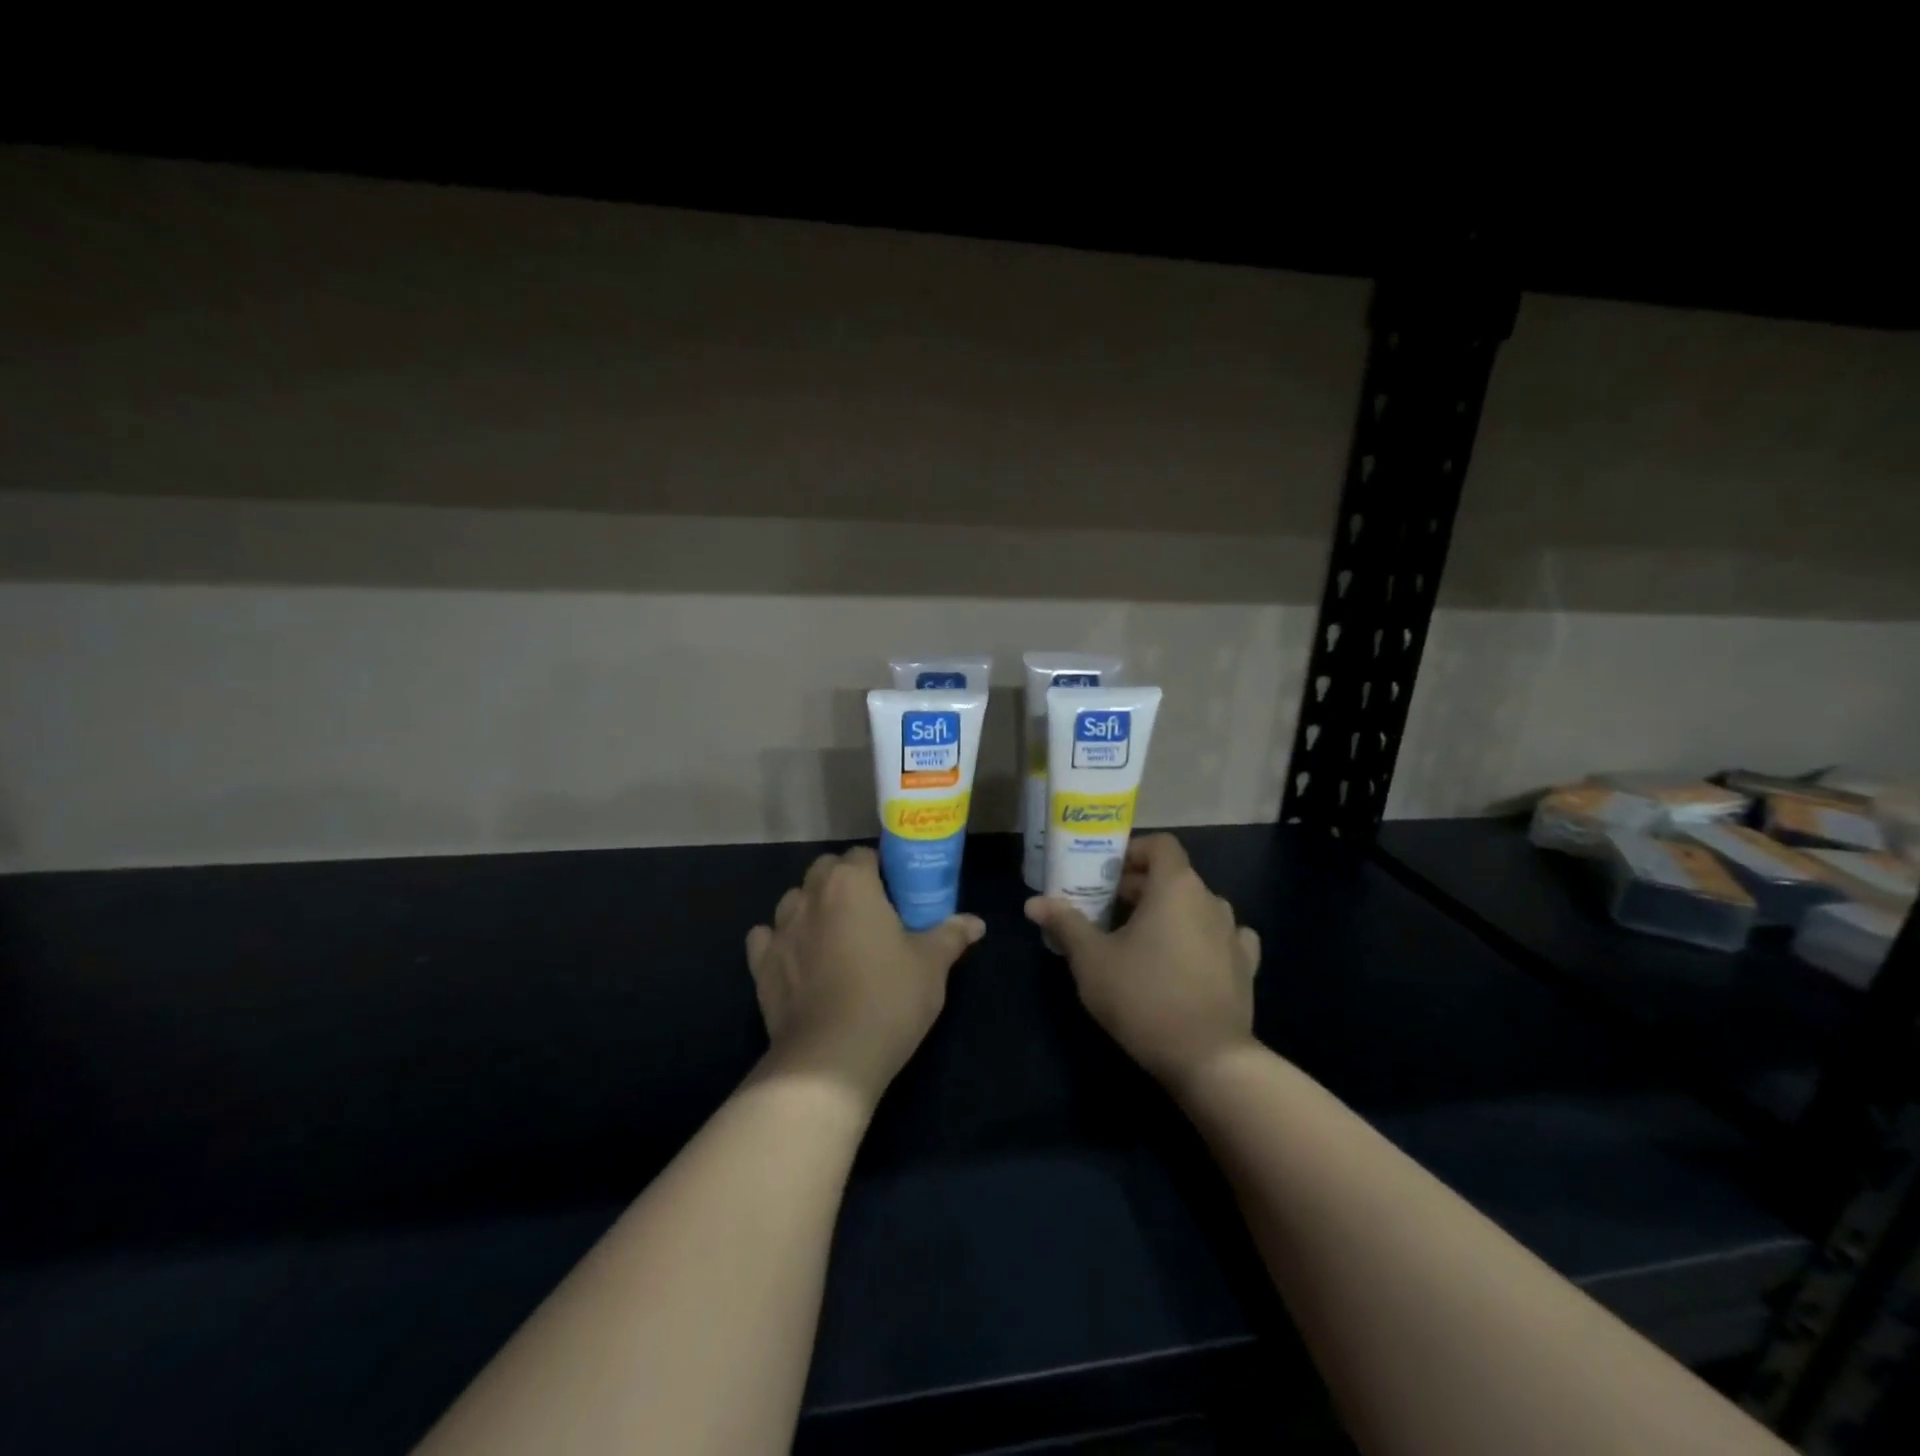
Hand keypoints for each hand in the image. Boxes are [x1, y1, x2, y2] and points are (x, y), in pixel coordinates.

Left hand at [747, 846, 984, 1104]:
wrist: (830, 1058)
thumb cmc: (888, 998)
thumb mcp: (932, 965)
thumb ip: (951, 934)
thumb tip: (976, 922)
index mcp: (851, 883)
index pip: (863, 855)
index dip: (881, 870)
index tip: (897, 894)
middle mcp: (810, 895)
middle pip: (825, 870)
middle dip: (844, 882)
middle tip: (870, 913)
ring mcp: (780, 929)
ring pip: (794, 900)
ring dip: (812, 908)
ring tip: (835, 937)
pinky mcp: (760, 965)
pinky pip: (767, 938)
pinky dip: (781, 941)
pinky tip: (799, 959)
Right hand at [1025, 833, 1258, 1091]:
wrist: (1209, 1059)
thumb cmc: (1144, 997)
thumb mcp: (1092, 960)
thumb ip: (1065, 924)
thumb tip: (1034, 903)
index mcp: (1176, 886)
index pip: (1160, 845)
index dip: (1132, 852)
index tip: (1105, 875)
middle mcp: (1210, 900)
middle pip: (1173, 876)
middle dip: (1138, 887)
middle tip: (1105, 912)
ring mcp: (1233, 933)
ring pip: (1196, 907)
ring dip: (1168, 913)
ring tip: (1139, 938)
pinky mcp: (1246, 966)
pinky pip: (1222, 937)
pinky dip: (1201, 938)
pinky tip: (1187, 959)